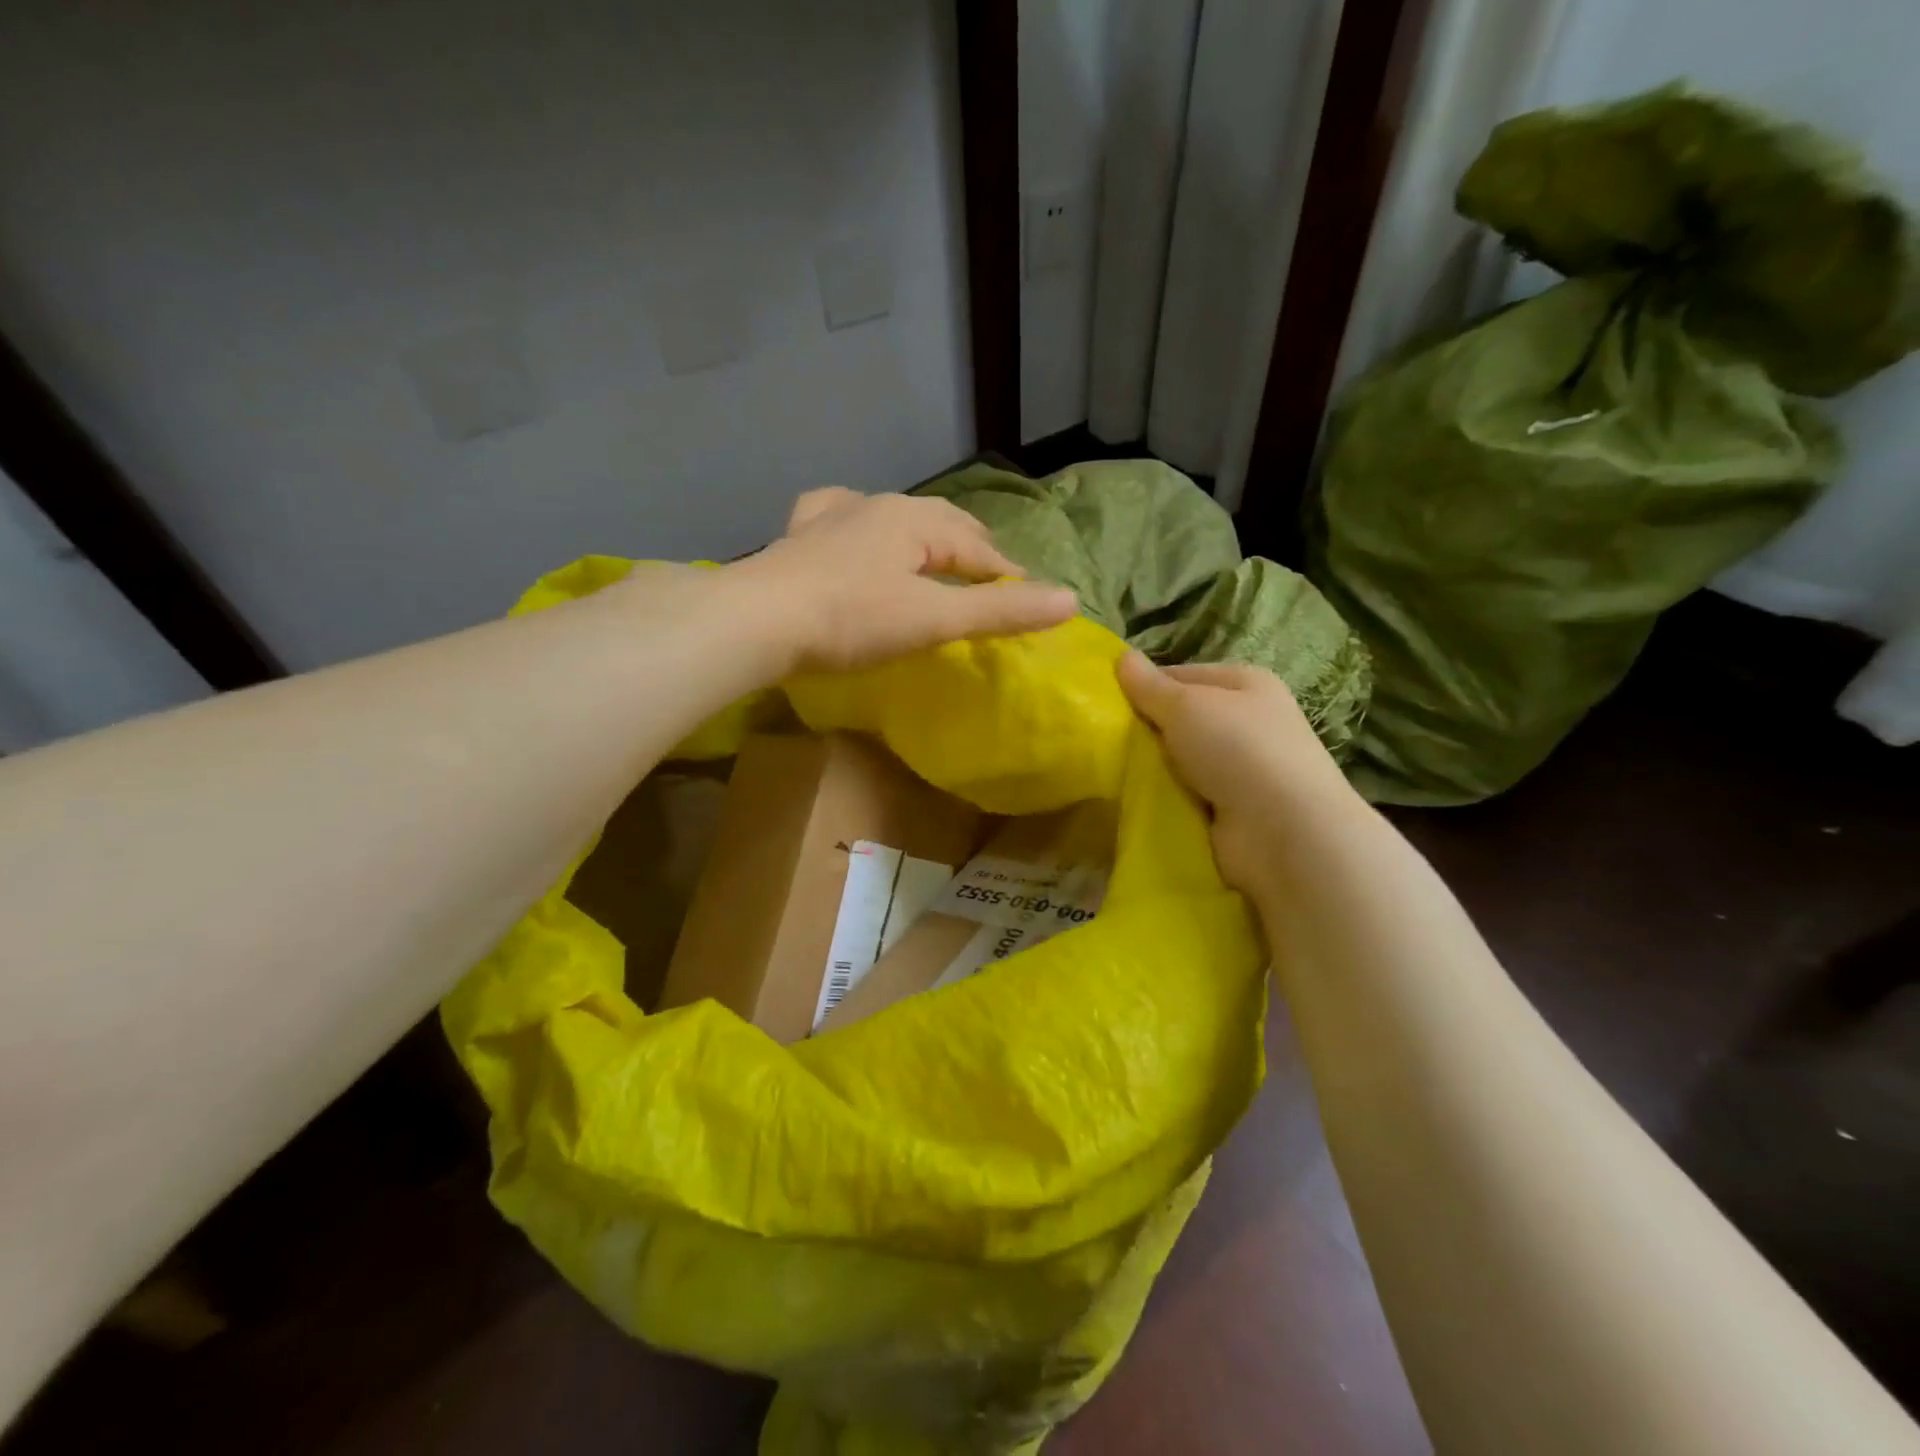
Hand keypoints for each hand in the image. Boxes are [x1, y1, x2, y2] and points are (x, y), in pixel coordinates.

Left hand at [733, 488, 1077, 671]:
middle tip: (988, 579)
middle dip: (970, 548)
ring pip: (893, 517)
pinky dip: (863, 527)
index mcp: (915, 519)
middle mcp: (877, 505)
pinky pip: (841, 518)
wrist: (756, 620)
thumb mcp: (933, 619)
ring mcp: (833, 516)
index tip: (1027, 600)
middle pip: (941, 523)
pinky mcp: (799, 535)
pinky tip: (853, 530)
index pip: (979, 548)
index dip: (1007, 575)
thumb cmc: (852, 619)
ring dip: (922, 537)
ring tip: (933, 557)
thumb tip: (1071, 600)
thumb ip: (999, 612)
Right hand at [1117, 653, 1355, 893]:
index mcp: (1244, 683)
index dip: (1144, 687)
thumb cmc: (1238, 749)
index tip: (1106, 704)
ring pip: (1181, 760)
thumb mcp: (1185, 706)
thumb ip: (1149, 685)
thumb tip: (1121, 657)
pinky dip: (1167, 799)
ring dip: (1154, 768)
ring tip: (1114, 774)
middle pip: (1181, 719)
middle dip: (1146, 731)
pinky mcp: (1234, 809)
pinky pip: (1188, 795)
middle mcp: (1249, 721)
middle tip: (1106, 741)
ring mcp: (1244, 768)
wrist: (1284, 831)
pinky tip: (1140, 802)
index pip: (1181, 676)